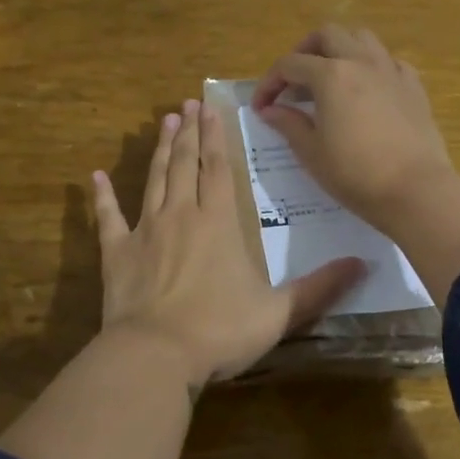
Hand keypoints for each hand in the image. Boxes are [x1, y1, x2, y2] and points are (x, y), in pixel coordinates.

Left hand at [91, 99, 364, 387]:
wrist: (156, 354)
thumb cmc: (220, 331)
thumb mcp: (279, 312)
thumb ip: (320, 287)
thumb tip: (363, 263)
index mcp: (218, 222)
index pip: (218, 167)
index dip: (215, 136)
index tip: (211, 108)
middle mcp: (181, 214)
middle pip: (185, 163)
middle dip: (188, 131)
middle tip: (186, 104)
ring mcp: (146, 230)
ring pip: (154, 179)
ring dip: (160, 150)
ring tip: (164, 122)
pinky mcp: (117, 252)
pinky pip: (108, 217)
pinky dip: (103, 196)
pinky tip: (96, 176)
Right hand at [250, 26, 455, 231]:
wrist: (417, 190)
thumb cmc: (356, 174)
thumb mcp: (312, 153)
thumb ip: (289, 124)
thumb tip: (271, 110)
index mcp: (330, 75)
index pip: (289, 65)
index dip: (270, 83)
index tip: (262, 107)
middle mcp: (361, 61)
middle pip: (327, 35)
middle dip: (304, 51)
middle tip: (294, 81)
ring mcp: (391, 71)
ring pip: (361, 38)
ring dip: (340, 50)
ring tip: (330, 78)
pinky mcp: (414, 86)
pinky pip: (389, 61)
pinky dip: (371, 67)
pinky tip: (367, 90)